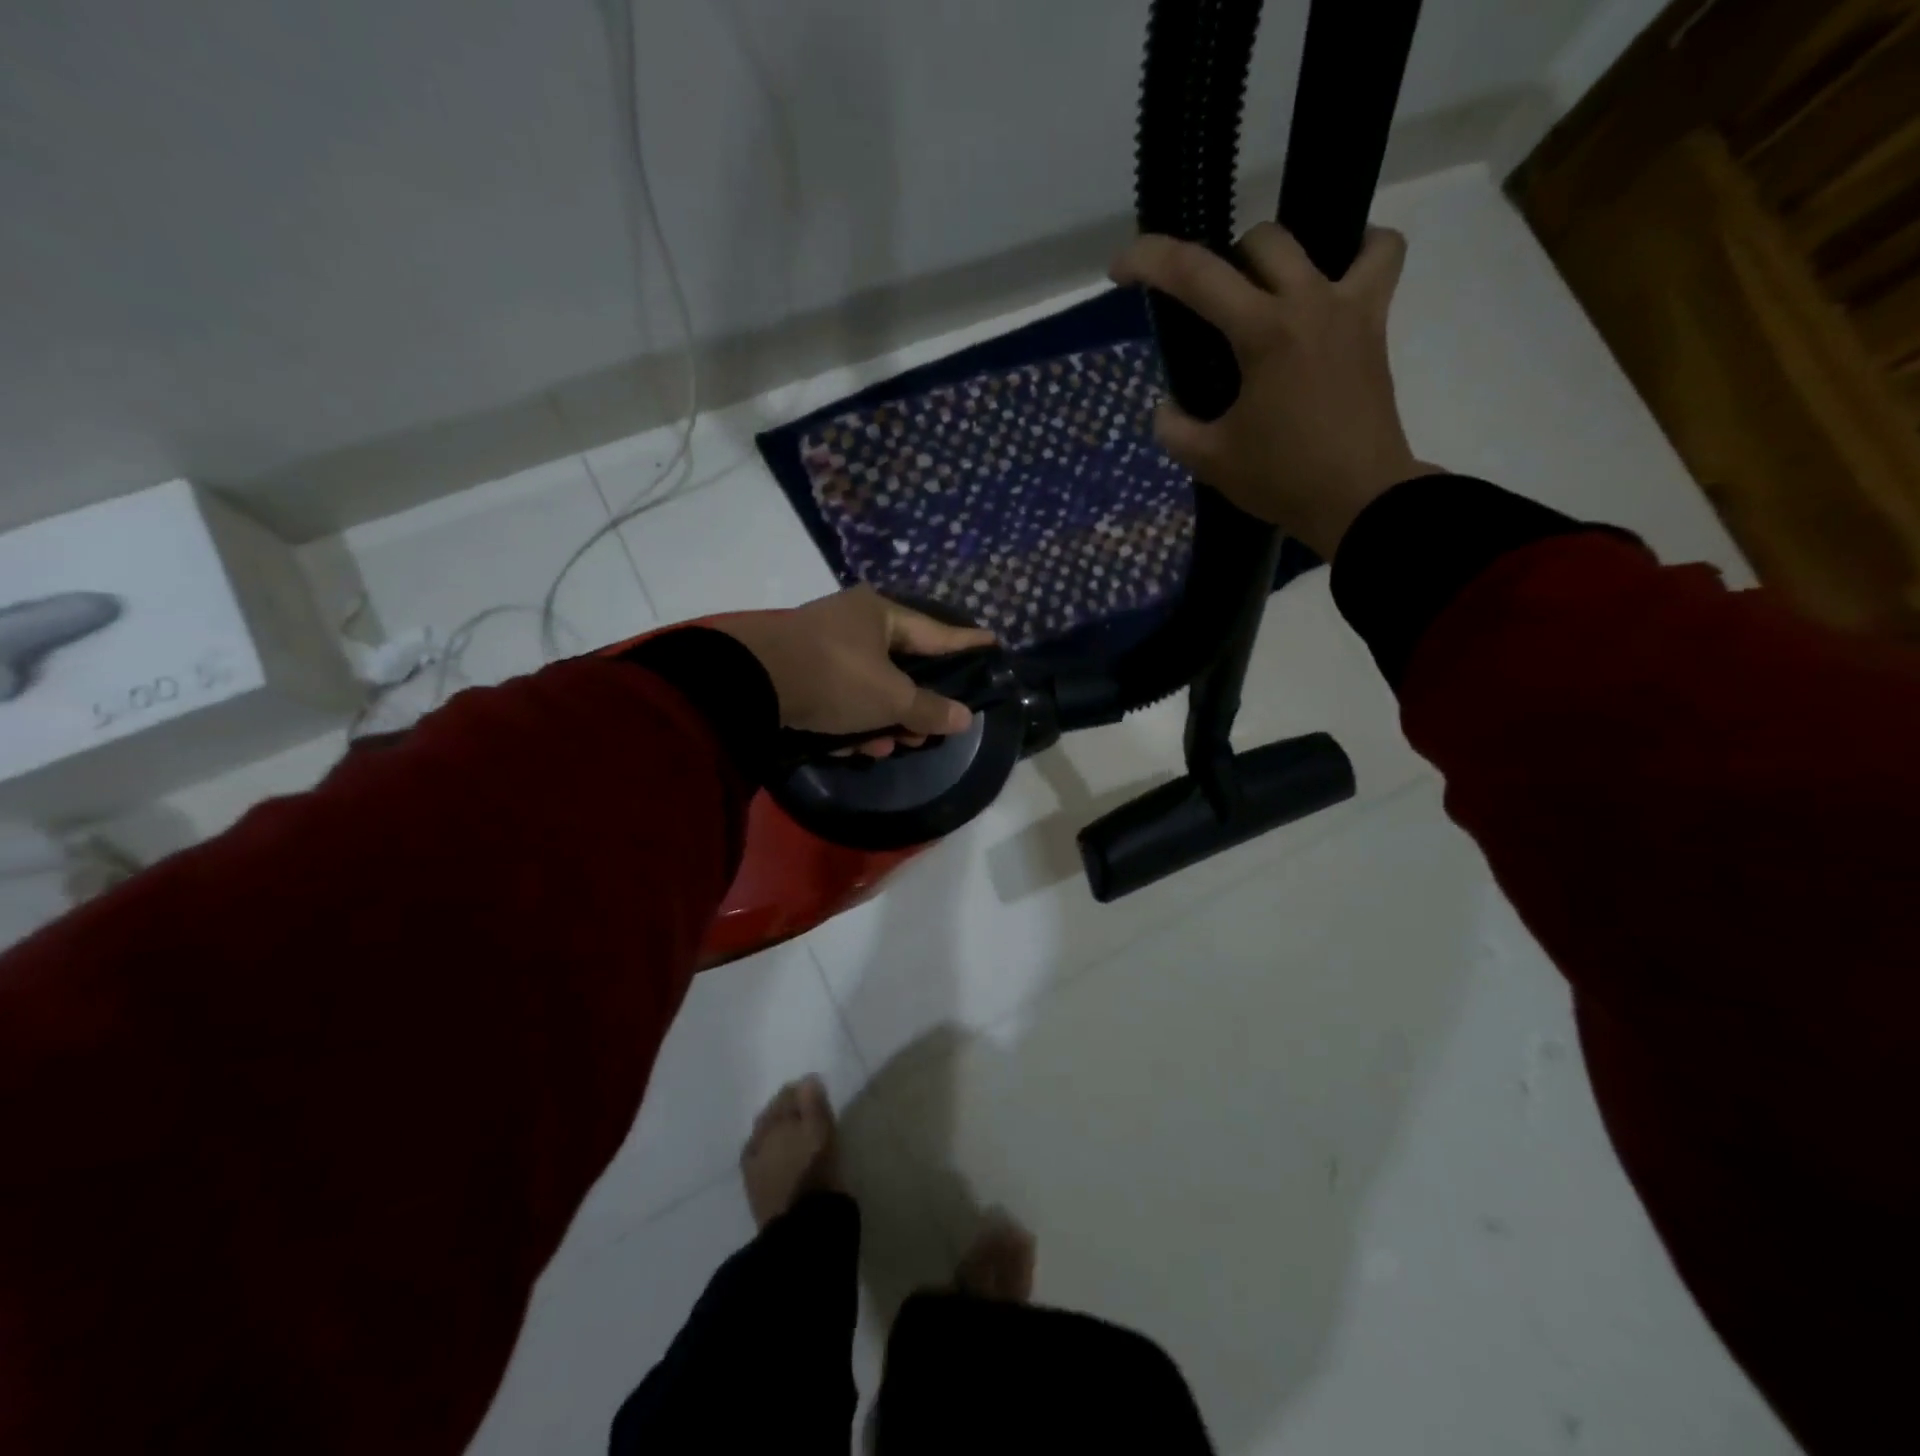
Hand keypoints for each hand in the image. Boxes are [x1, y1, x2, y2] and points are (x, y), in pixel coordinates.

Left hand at [714, 587, 995, 757]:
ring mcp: (821, 647)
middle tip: (930, 729)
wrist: (749, 684)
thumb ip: (928, 709)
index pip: (935, 632)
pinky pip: (839, 697)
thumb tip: (964, 717)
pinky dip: (850, 720)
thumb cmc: (835, 677)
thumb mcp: (889, 697)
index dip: (966, 642)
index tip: (993, 643)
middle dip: (914, 704)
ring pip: (868, 687)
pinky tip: (855, 746)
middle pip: (899, 666)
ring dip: (881, 719)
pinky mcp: (798, 672)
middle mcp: (851, 624)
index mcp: (878, 614)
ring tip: (891, 747)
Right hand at [1111, 224, 1441, 559]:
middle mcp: (1310, 302)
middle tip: (1211, 311)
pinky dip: (1360, 257)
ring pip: (1330, 235)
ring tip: (1273, 295)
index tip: (1121, 269)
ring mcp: (1351, 308)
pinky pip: (1380, 261)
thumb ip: (1175, 429)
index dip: (1149, 260)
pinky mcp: (1375, 327)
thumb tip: (1167, 408)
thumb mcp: (1210, 461)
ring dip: (1290, 257)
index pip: (1196, 274)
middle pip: (1262, 241)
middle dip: (1224, 263)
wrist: (1359, 500)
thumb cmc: (1282, 479)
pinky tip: (1331, 290)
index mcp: (1264, 332)